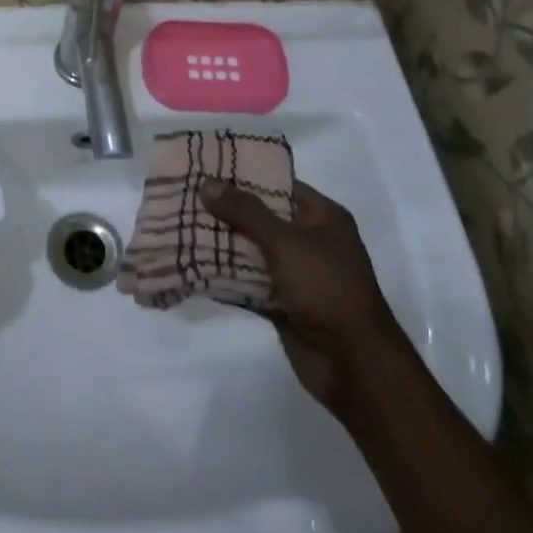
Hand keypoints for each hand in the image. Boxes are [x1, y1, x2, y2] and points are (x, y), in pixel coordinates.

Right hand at [201, 178, 400, 415]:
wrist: (353, 364)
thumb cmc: (326, 289)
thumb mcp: (285, 242)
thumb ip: (245, 212)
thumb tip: (207, 183)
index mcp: (322, 217)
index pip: (277, 184)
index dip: (243, 175)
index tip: (205, 167)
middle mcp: (309, 240)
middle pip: (259, 216)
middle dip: (224, 209)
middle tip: (184, 194)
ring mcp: (295, 272)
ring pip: (250, 248)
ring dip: (220, 241)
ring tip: (179, 223)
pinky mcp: (281, 301)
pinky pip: (247, 279)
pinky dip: (224, 272)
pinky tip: (191, 260)